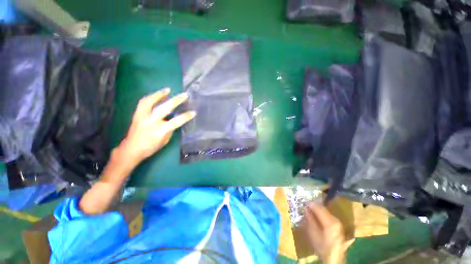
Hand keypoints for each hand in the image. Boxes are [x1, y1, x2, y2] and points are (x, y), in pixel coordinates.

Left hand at [118, 88, 194, 166]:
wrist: (131, 150)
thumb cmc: (150, 147)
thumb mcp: (165, 140)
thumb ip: (169, 129)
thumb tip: (173, 120)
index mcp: (160, 131)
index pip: (176, 121)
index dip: (186, 117)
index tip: (193, 112)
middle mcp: (151, 122)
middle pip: (164, 108)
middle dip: (176, 100)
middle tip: (184, 95)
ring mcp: (142, 117)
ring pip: (150, 101)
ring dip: (159, 94)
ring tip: (168, 90)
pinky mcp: (136, 115)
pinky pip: (143, 103)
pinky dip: (150, 97)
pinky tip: (156, 95)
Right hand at [303, 205, 347, 263]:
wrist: (334, 258)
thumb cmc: (322, 247)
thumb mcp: (313, 233)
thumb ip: (310, 220)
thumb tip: (306, 209)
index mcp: (330, 222)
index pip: (318, 208)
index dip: (310, 204)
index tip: (303, 202)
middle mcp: (335, 220)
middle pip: (323, 209)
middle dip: (314, 207)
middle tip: (306, 206)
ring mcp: (338, 223)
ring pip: (326, 212)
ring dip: (318, 210)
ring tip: (310, 210)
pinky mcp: (338, 226)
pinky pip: (328, 216)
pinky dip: (322, 214)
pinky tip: (317, 216)